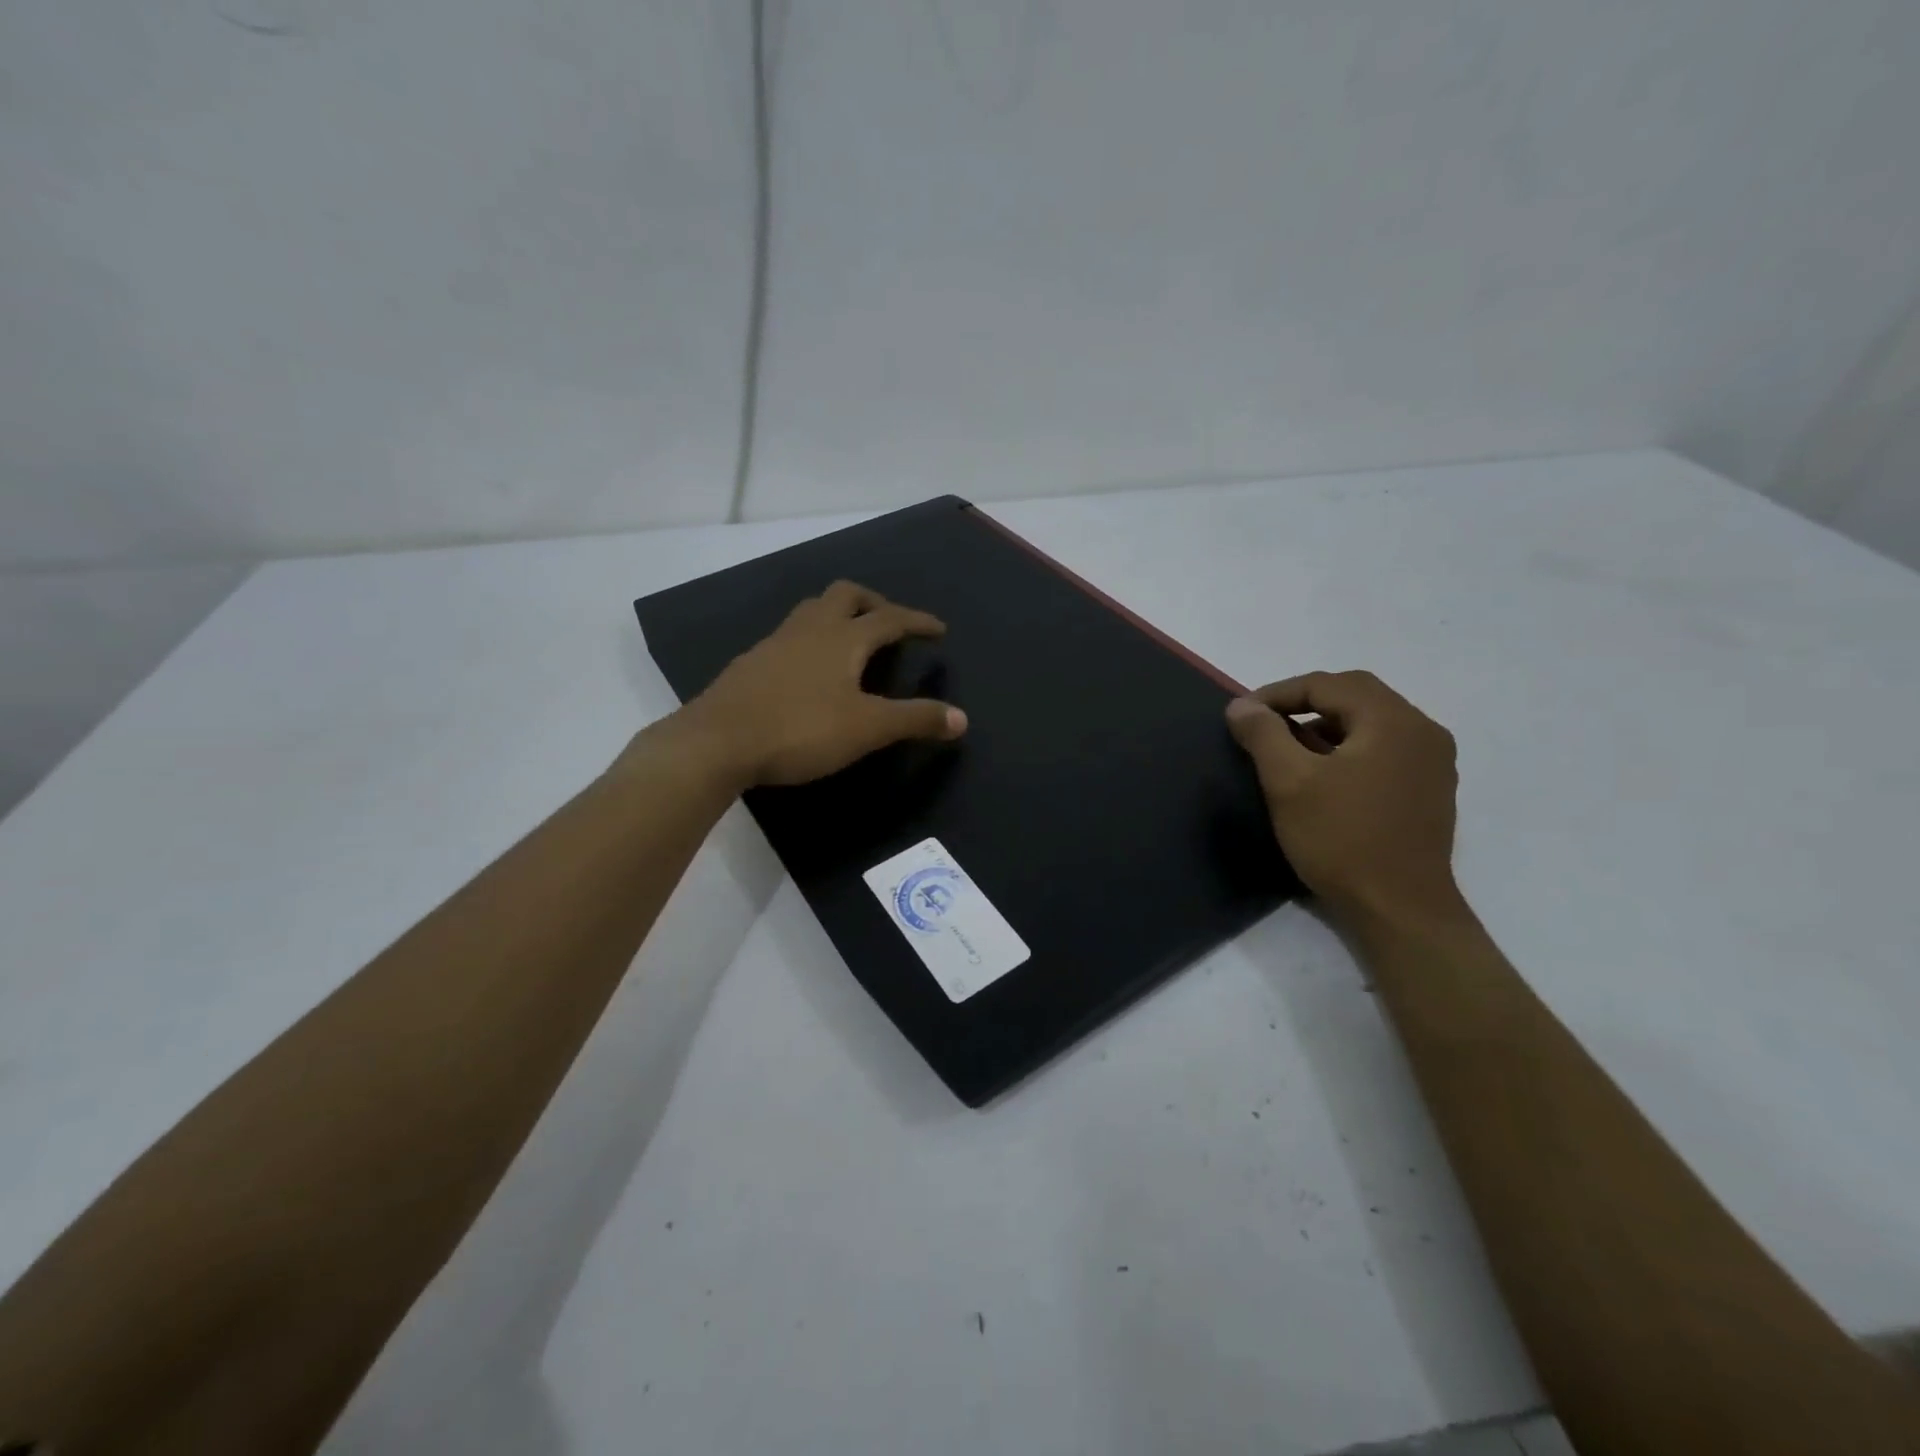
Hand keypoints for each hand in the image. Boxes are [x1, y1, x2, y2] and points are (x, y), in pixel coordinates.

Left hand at [679, 580, 967, 787]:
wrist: (718, 741)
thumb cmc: (800, 730)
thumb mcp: (867, 729)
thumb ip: (915, 719)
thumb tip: (961, 718)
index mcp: (843, 638)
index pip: (890, 618)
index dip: (917, 621)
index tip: (938, 629)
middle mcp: (810, 628)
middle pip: (846, 595)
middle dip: (874, 603)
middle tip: (890, 624)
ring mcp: (775, 642)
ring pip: (812, 610)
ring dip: (838, 616)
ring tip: (852, 641)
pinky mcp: (751, 662)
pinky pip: (790, 636)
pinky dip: (811, 640)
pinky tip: (809, 670)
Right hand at [1225, 671, 1462, 932]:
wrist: (1400, 910)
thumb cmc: (1341, 840)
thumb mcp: (1289, 782)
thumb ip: (1263, 734)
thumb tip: (1241, 705)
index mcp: (1393, 721)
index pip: (1327, 684)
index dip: (1278, 693)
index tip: (1242, 714)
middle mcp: (1422, 731)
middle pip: (1355, 696)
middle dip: (1304, 703)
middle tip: (1265, 723)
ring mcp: (1433, 762)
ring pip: (1371, 723)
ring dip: (1327, 725)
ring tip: (1288, 749)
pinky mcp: (1430, 790)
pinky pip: (1384, 749)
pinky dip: (1348, 747)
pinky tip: (1323, 774)